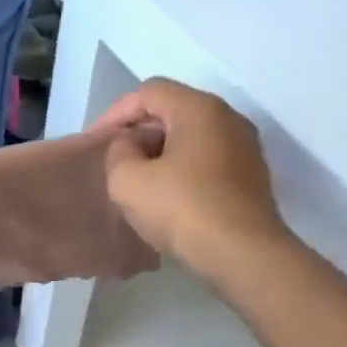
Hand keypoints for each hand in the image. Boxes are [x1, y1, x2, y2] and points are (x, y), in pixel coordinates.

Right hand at [99, 79, 290, 282]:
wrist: (243, 254)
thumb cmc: (183, 210)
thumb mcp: (128, 181)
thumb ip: (118, 153)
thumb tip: (131, 147)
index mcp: (199, 108)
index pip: (149, 92)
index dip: (115, 112)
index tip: (95, 142)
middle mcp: (228, 118)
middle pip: (174, 111)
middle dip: (139, 132)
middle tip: (114, 160)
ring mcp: (245, 149)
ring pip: (192, 138)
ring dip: (161, 154)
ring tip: (138, 181)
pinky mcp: (251, 178)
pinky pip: (208, 162)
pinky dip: (182, 171)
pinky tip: (168, 199)